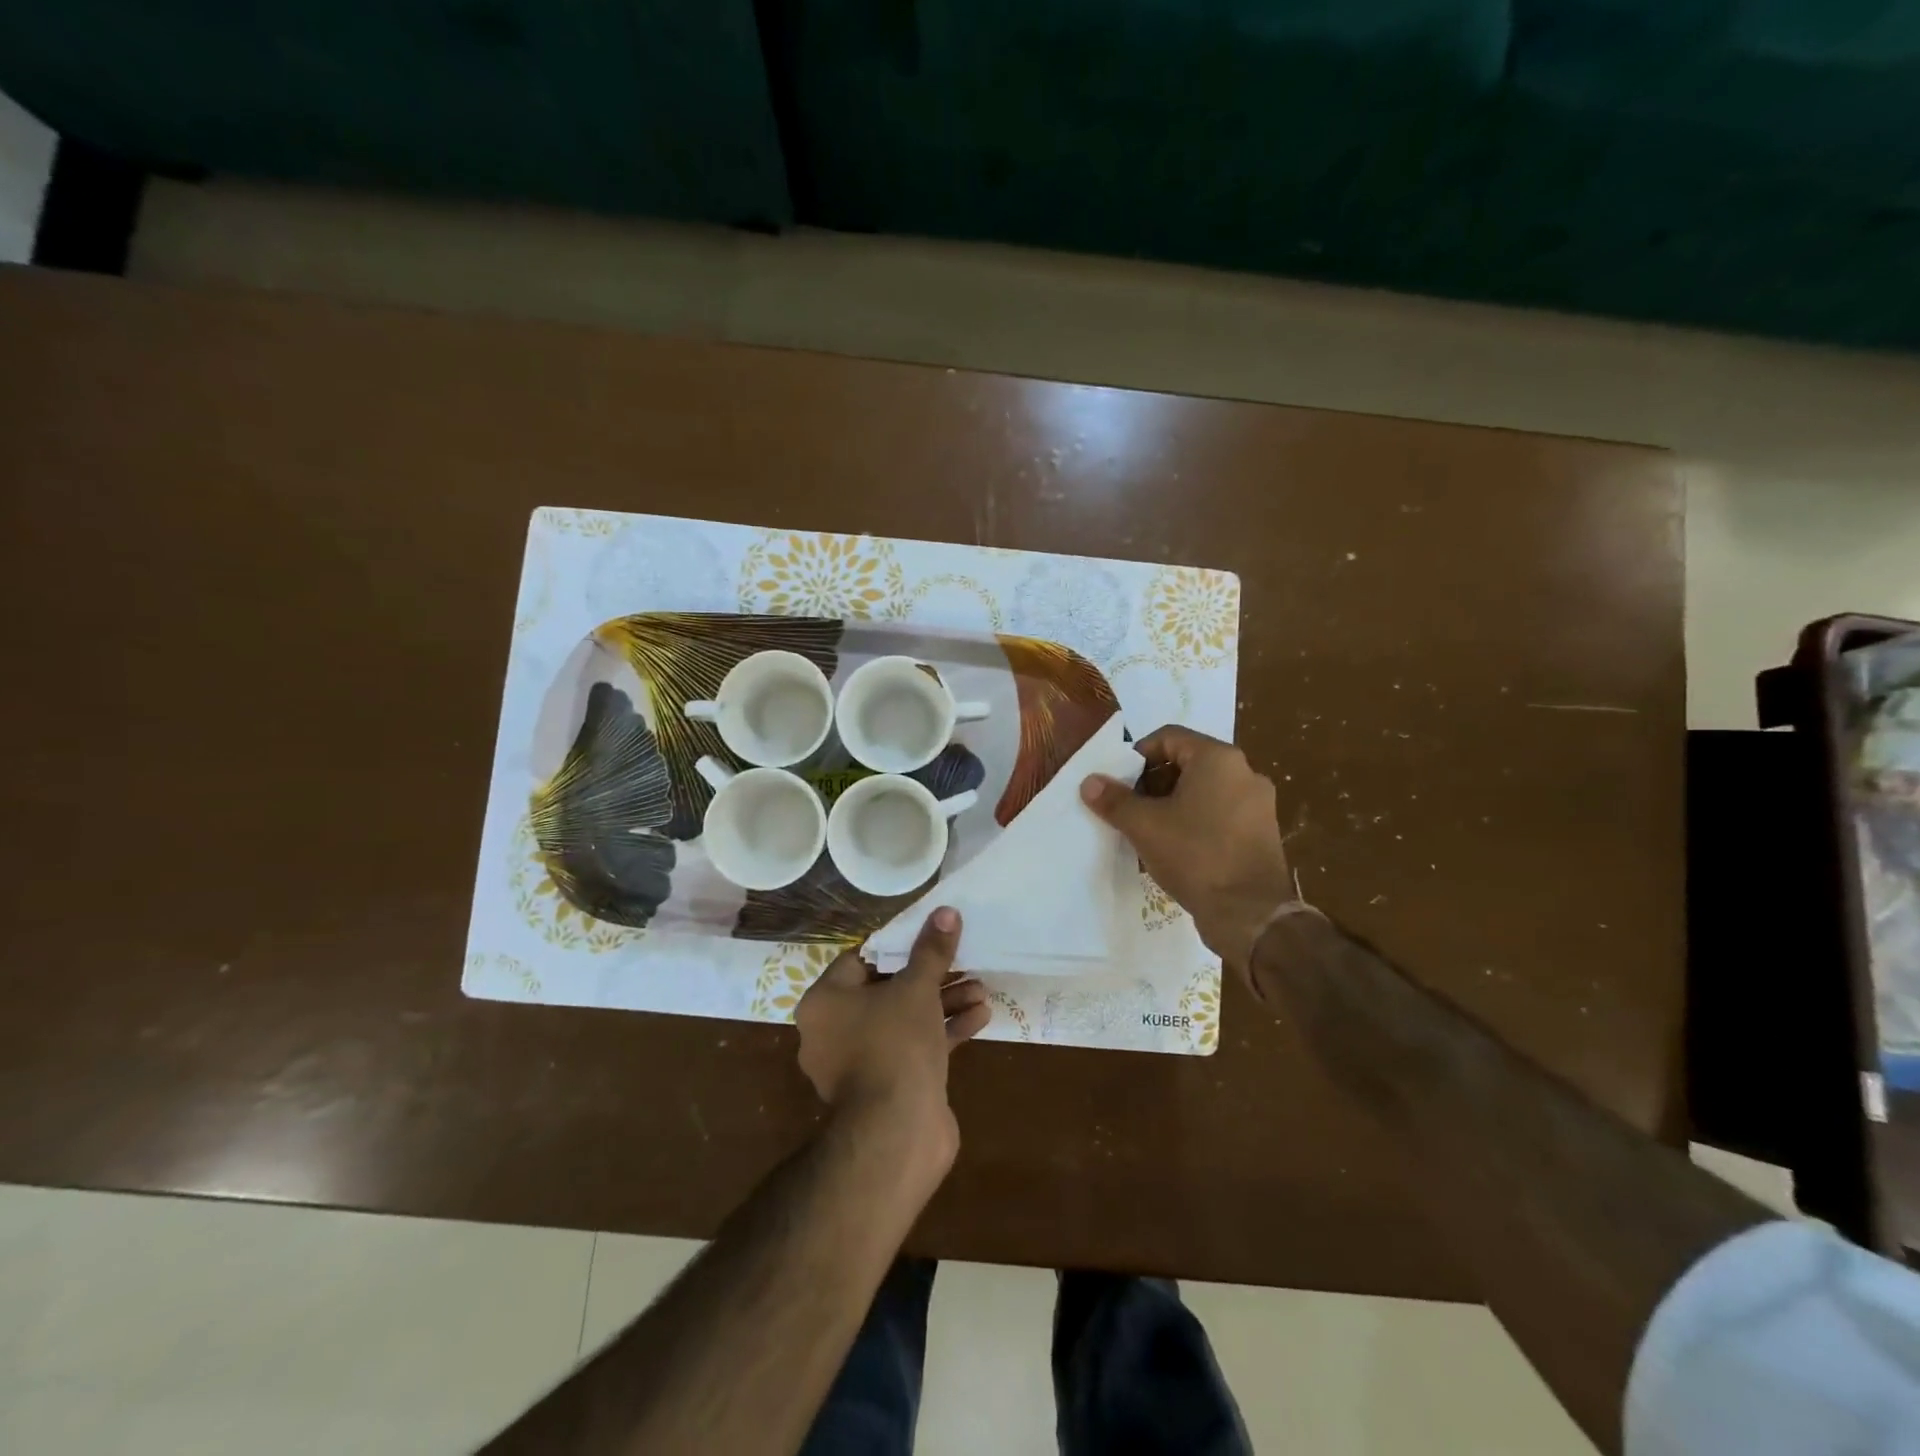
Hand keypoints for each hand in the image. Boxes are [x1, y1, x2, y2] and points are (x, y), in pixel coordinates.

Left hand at [794, 907, 990, 1166]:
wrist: (897, 1133)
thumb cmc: (895, 1044)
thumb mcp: (917, 988)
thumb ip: (931, 950)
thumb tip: (946, 912)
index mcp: (825, 1002)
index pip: (860, 960)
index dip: (897, 946)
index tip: (929, 938)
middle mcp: (834, 1031)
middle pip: (887, 990)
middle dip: (931, 977)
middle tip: (963, 963)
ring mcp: (860, 1063)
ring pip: (904, 1020)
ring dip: (943, 1003)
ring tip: (982, 990)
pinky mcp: (887, 1087)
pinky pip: (914, 1049)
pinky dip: (943, 1033)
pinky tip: (981, 1017)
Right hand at [1081, 725, 1293, 976]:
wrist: (1250, 913)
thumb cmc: (1195, 855)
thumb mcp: (1144, 826)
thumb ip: (1114, 800)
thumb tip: (1089, 782)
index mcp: (1218, 759)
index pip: (1169, 737)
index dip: (1137, 755)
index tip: (1118, 782)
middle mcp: (1244, 772)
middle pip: (1187, 763)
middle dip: (1153, 782)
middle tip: (1130, 807)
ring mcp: (1258, 804)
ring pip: (1204, 791)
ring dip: (1172, 804)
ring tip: (1149, 831)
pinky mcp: (1261, 833)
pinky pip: (1220, 814)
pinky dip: (1195, 822)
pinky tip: (1177, 849)